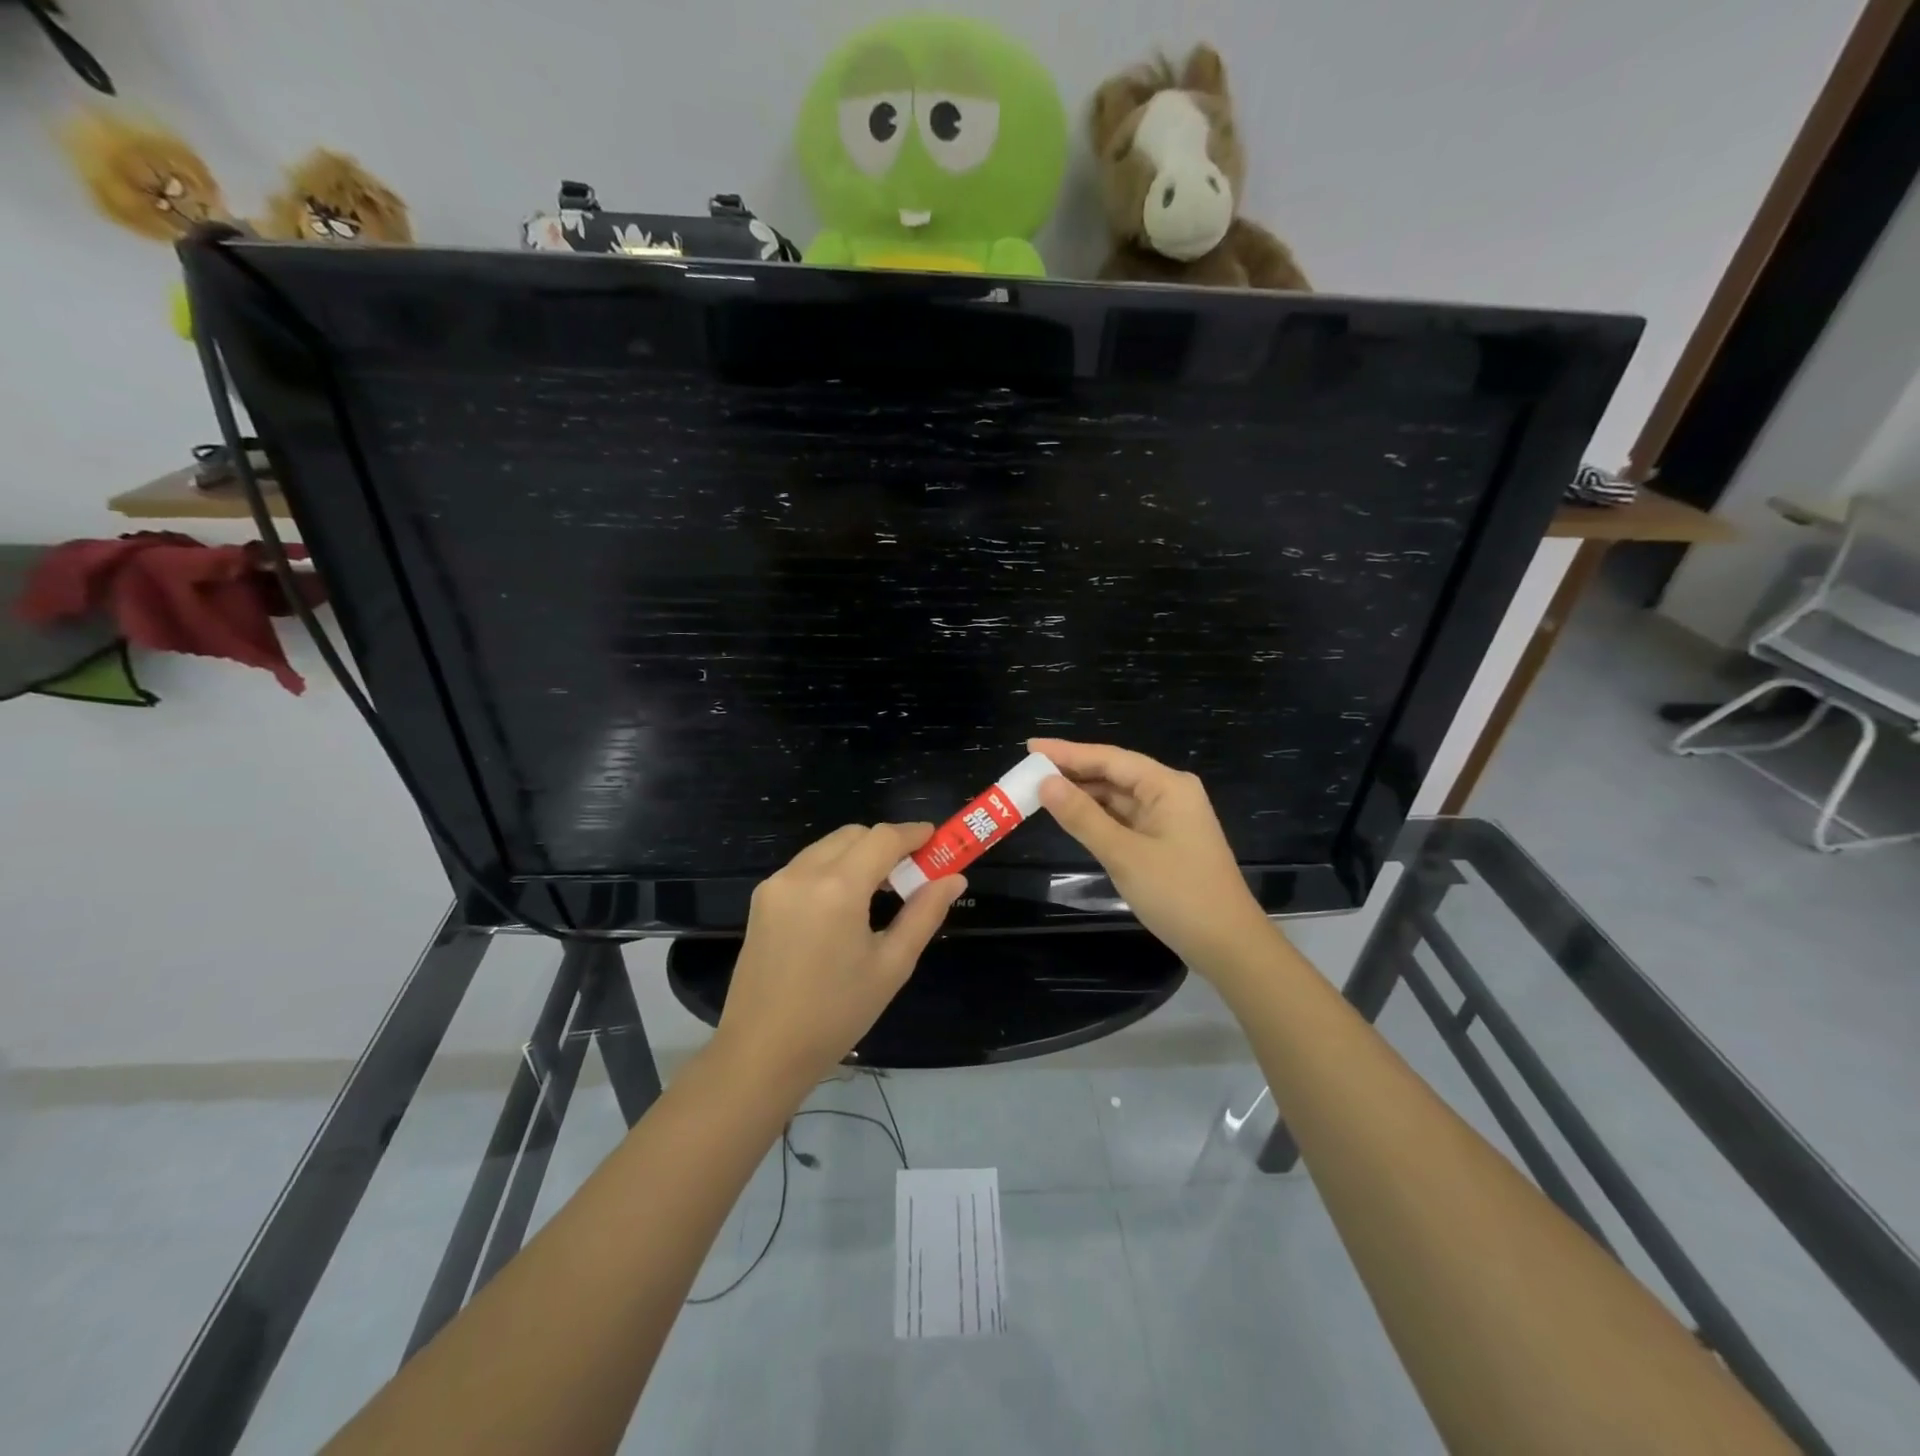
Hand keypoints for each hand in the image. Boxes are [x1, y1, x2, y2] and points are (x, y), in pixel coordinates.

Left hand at [716, 823, 966, 1087]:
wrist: (761, 1052)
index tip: (937, 840)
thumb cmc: (835, 1015)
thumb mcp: (891, 966)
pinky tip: (844, 905)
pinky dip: (832, 869)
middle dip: (886, 844)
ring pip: (828, 846)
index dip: (913, 834)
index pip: (883, 838)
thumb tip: (954, 878)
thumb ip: (924, 914)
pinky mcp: (761, 898)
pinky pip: (806, 866)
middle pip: (854, 835)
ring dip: (858, 854)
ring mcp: (777, 884)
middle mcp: (803, 873)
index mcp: (838, 889)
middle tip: (911, 873)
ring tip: (880, 892)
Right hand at [1029, 738, 1274, 973]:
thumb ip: (1082, 817)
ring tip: (1041, 792)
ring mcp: (1169, 818)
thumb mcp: (1123, 854)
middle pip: (1114, 774)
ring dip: (1083, 795)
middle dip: (1072, 773)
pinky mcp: (1166, 842)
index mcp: (1167, 786)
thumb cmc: (1178, 894)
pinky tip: (1072, 816)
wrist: (1228, 945)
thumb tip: (1045, 783)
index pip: (1109, 758)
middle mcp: (1170, 793)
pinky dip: (1098, 817)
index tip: (1030, 746)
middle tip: (1028, 771)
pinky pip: (1125, 819)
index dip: (1067, 752)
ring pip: (1118, 798)